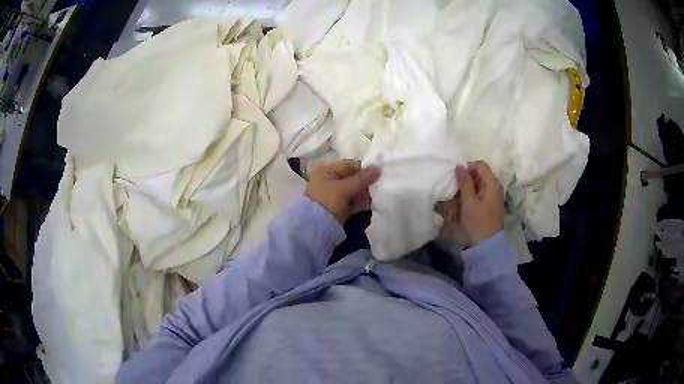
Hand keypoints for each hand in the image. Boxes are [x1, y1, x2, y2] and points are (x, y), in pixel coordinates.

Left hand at [305, 159, 380, 223]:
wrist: (315, 226)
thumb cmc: (328, 201)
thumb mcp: (344, 188)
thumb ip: (362, 179)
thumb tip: (378, 169)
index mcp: (327, 171)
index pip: (350, 165)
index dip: (363, 169)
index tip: (377, 175)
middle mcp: (330, 180)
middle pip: (353, 178)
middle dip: (364, 184)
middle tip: (374, 190)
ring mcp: (334, 194)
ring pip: (354, 191)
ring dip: (364, 195)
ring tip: (370, 199)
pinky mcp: (339, 207)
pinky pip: (352, 202)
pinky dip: (360, 203)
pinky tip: (367, 205)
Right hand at [440, 161, 503, 247]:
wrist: (486, 245)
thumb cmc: (477, 222)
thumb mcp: (468, 202)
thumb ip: (464, 182)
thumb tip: (460, 166)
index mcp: (492, 183)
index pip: (479, 165)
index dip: (467, 168)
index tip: (456, 179)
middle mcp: (494, 186)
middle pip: (479, 174)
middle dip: (466, 179)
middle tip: (455, 189)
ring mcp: (493, 196)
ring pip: (477, 184)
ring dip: (466, 188)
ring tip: (457, 198)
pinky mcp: (489, 204)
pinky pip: (478, 193)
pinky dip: (470, 195)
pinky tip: (463, 204)